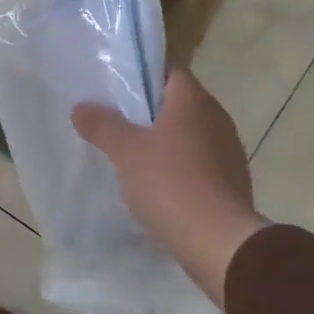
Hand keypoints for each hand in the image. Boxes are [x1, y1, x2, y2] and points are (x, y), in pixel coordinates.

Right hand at [72, 69, 267, 305]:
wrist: (218, 241)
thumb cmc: (170, 183)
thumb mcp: (125, 152)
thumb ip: (102, 125)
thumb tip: (81, 107)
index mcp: (193, 101)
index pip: (170, 71)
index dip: (144, 75)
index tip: (117, 89)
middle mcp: (217, 118)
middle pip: (179, 103)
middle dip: (150, 111)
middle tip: (117, 122)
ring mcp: (229, 150)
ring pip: (190, 134)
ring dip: (166, 141)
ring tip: (133, 155)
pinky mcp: (232, 181)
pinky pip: (200, 163)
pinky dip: (180, 167)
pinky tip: (158, 184)